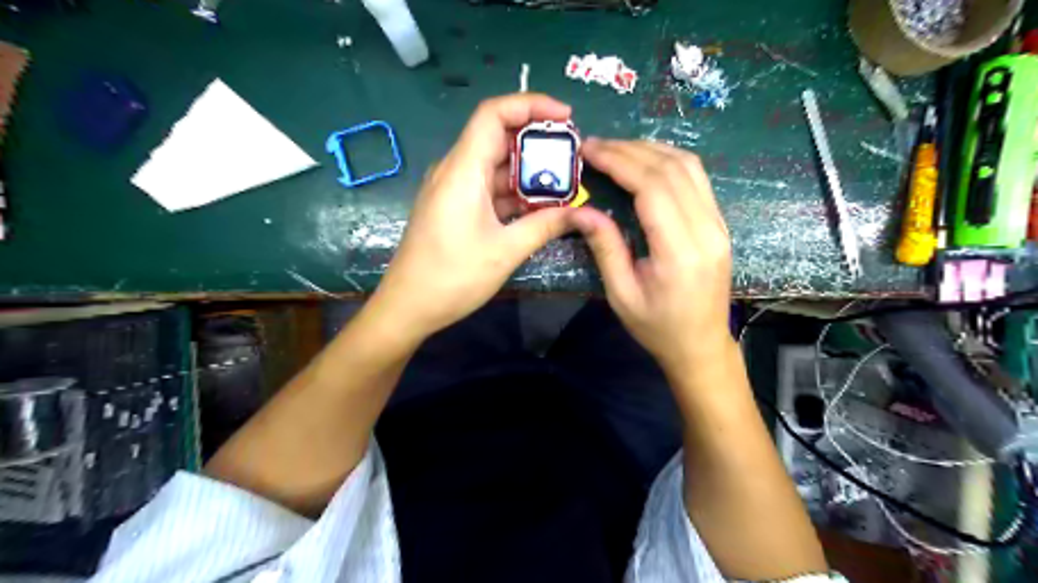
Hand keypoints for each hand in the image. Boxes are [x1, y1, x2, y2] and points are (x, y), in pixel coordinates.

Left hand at [367, 93, 576, 339]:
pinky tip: (539, 206)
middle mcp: (455, 170)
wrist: (408, 307)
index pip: (494, 114)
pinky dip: (514, 192)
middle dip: (537, 141)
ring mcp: (453, 189)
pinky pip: (488, 188)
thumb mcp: (506, 251)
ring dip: (528, 171)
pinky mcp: (454, 207)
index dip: (531, 105)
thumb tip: (584, 213)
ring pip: (495, 165)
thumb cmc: (453, 277)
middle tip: (573, 156)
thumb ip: (546, 225)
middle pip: (498, 137)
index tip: (566, 117)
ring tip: (565, 183)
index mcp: (463, 170)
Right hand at [571, 139, 732, 371]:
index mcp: (681, 252)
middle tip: (595, 146)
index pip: (653, 188)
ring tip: (616, 149)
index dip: (619, 162)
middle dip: (630, 150)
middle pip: (672, 170)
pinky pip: (697, 179)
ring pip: (689, 167)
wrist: (701, 346)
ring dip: (650, 150)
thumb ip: (605, 248)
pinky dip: (668, 161)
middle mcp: (707, 230)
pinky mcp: (719, 224)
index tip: (589, 150)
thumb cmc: (658, 328)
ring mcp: (719, 224)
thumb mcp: (621, 295)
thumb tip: (582, 210)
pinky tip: (644, 162)